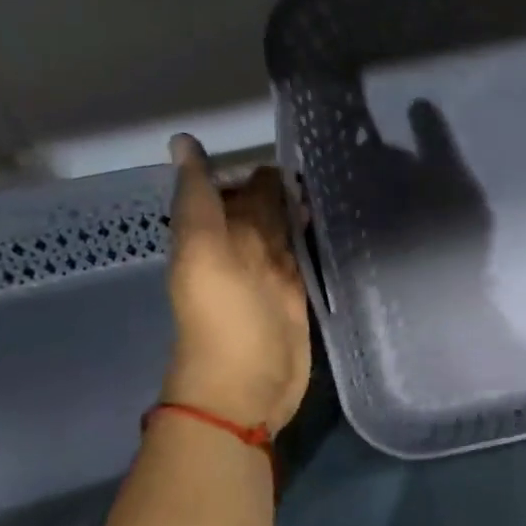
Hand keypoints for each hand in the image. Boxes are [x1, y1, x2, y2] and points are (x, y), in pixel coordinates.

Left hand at [160, 135, 311, 434]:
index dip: (253, 167)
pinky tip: (341, 219)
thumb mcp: (202, 253)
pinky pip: (307, 254)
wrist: (246, 386)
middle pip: (263, 207)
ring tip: (341, 180)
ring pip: (287, 229)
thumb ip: (198, 199)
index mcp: (212, 236)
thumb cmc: (223, 319)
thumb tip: (184, 140)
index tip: (290, 141)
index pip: (232, 189)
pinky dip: (318, 237)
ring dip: (305, 208)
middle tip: (326, 157)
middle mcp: (242, 250)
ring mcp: (273, 273)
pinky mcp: (299, 293)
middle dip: (285, 185)